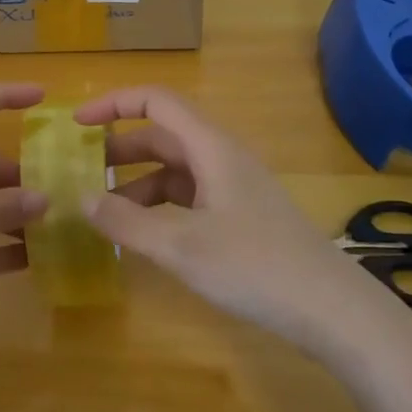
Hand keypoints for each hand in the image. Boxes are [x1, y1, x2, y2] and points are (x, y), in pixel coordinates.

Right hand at [75, 87, 383, 348]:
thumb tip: (83, 198)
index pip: (156, 101)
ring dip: (137, 182)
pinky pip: (189, 195)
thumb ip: (127, 222)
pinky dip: (159, 205)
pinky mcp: (241, 215)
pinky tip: (143, 233)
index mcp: (210, 147)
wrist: (334, 310)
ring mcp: (234, 186)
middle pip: (162, 135)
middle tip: (81, 171)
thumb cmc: (255, 266)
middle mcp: (221, 156)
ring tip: (104, 210)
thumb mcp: (181, 247)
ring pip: (175, 169)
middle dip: (119, 149)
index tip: (77, 123)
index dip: (114, 103)